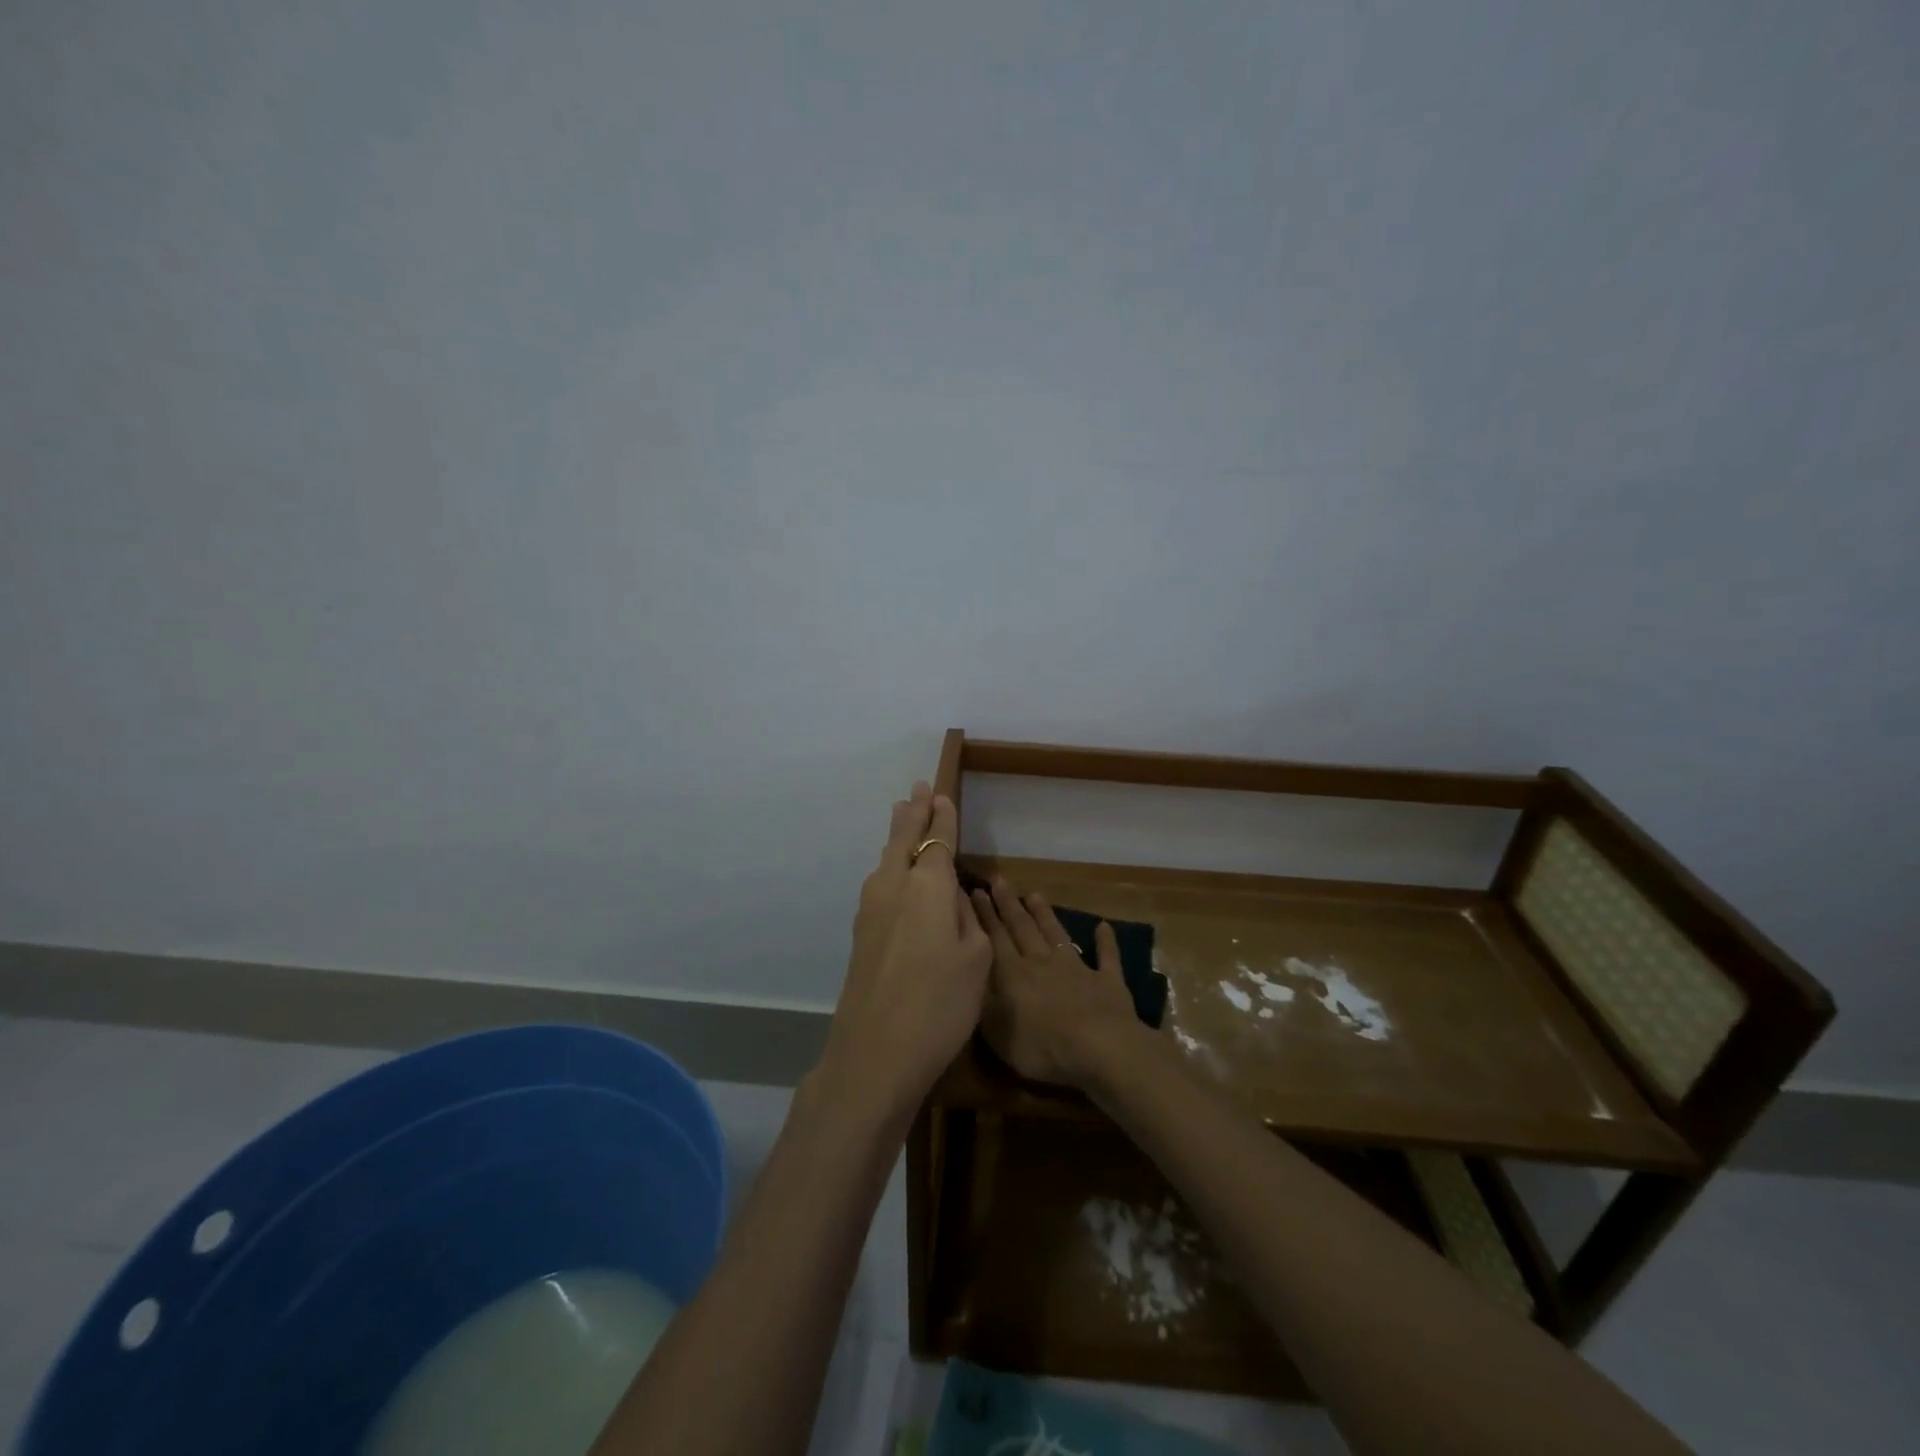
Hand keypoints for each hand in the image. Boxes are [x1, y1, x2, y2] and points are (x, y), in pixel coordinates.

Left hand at [818, 783, 990, 1121]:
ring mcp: (870, 909)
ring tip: (902, 813)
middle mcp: (893, 886)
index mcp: (926, 885)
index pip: (937, 839)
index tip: (942, 793)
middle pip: (903, 838)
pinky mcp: (861, 934)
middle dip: (913, 812)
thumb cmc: (940, 1004)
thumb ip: (964, 916)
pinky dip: (890, 864)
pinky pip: (880, 882)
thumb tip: (948, 896)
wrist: (875, 1052)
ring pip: (886, 859)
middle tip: (917, 788)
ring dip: (897, 834)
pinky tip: (894, 869)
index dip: (943, 816)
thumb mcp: (976, 958)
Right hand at [969, 877, 1143, 1089]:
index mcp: (1013, 974)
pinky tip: (1104, 926)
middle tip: (999, 881)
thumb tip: (971, 977)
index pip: (995, 938)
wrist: (1099, 1048)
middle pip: (1022, 928)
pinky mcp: (1107, 981)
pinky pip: (1106, 956)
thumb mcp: (996, 1032)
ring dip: (1045, 914)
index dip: (984, 915)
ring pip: (1056, 934)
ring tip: (1035, 894)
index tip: (976, 891)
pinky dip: (1105, 942)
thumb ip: (982, 1001)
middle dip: (1009, 904)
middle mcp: (1042, 962)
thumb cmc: (1041, 1046)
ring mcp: (1077, 969)